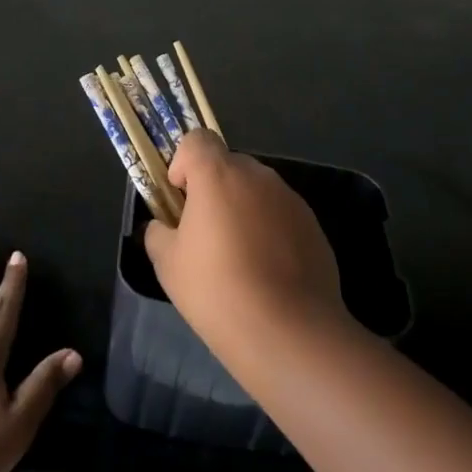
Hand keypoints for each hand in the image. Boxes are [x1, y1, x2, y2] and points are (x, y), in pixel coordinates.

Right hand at [144, 132, 349, 362]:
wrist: (289, 331)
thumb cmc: (217, 290)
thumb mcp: (167, 264)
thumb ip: (158, 233)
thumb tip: (164, 226)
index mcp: (218, 175)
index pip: (197, 139)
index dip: (184, 163)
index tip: (181, 199)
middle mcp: (257, 176)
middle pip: (228, 165)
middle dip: (214, 189)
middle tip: (206, 233)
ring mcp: (290, 199)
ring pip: (257, 190)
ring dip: (243, 209)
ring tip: (240, 258)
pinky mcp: (314, 225)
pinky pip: (281, 214)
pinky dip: (270, 230)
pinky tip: (268, 272)